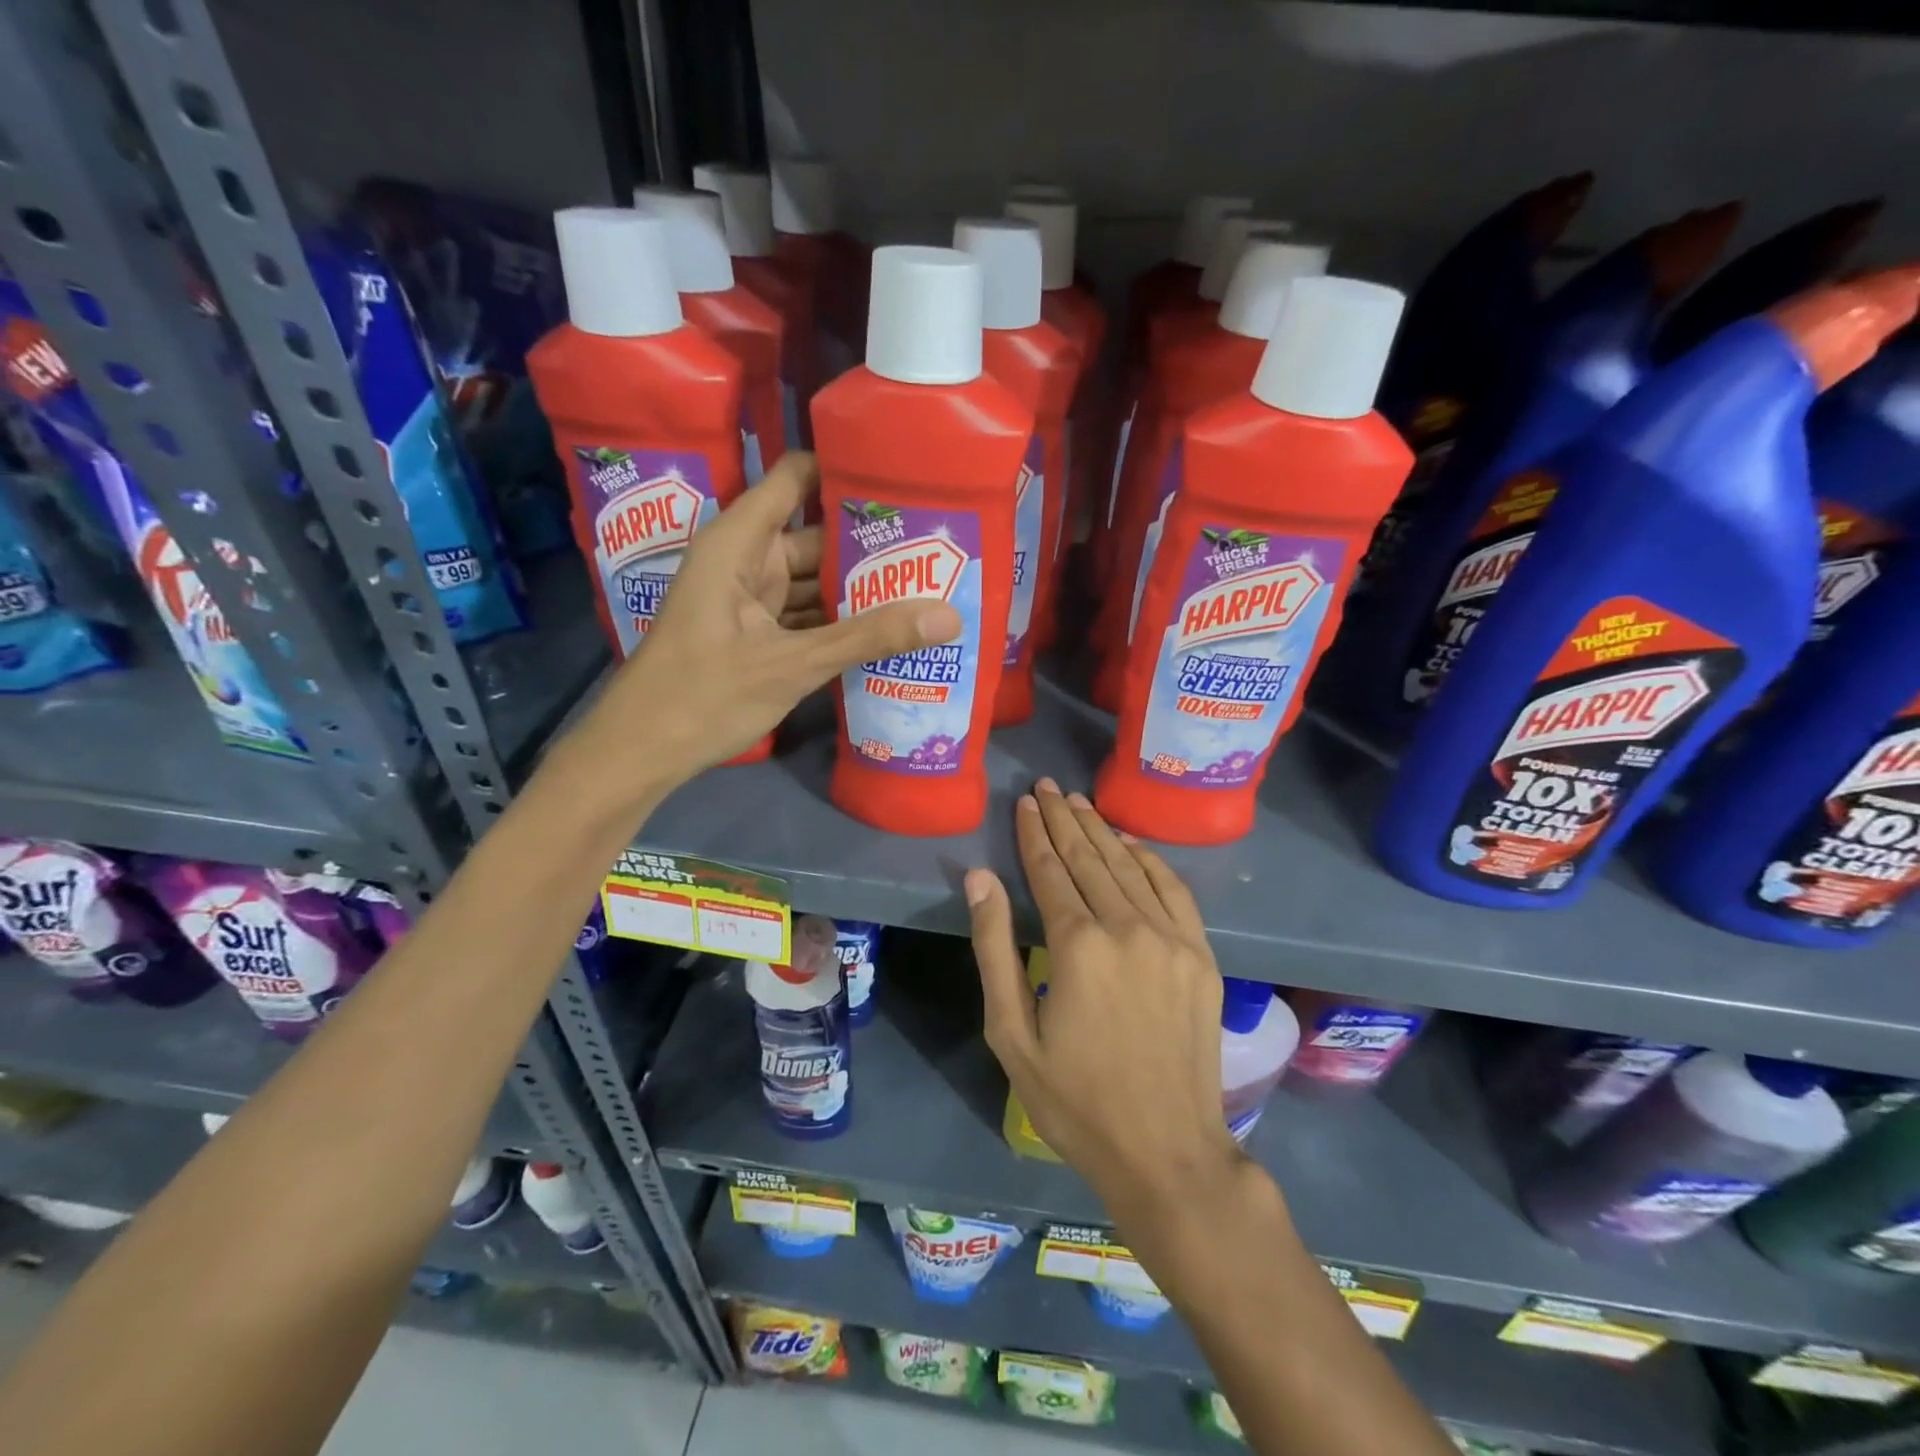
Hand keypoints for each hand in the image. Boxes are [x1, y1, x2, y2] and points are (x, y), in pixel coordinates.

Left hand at [573, 452, 960, 790]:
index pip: (796, 479)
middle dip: (869, 542)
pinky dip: (839, 622)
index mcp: (740, 543)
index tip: (903, 476)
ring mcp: (750, 600)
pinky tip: (887, 629)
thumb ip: (868, 638)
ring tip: (927, 583)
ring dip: (859, 587)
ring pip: (814, 580)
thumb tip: (948, 616)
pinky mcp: (757, 635)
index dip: (844, 470)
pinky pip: (806, 615)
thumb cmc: (703, 695)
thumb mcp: (792, 664)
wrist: (641, 752)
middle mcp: (746, 560)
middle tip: (936, 544)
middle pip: (816, 535)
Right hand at [966, 779, 1243, 1217]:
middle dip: (1064, 819)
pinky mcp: (1200, 954)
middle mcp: (1127, 927)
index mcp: (1077, 946)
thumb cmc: (1075, 1101)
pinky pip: (1173, 889)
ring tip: (1079, 802)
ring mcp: (1171, 938)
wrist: (1167, 1153)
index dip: (1034, 833)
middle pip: (1089, 858)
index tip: (1025, 801)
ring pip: (1129, 866)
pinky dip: (1149, 858)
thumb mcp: (1010, 1033)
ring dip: (1101, 830)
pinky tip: (1130, 841)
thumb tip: (980, 878)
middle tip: (1048, 786)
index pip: (1049, 870)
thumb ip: (994, 948)